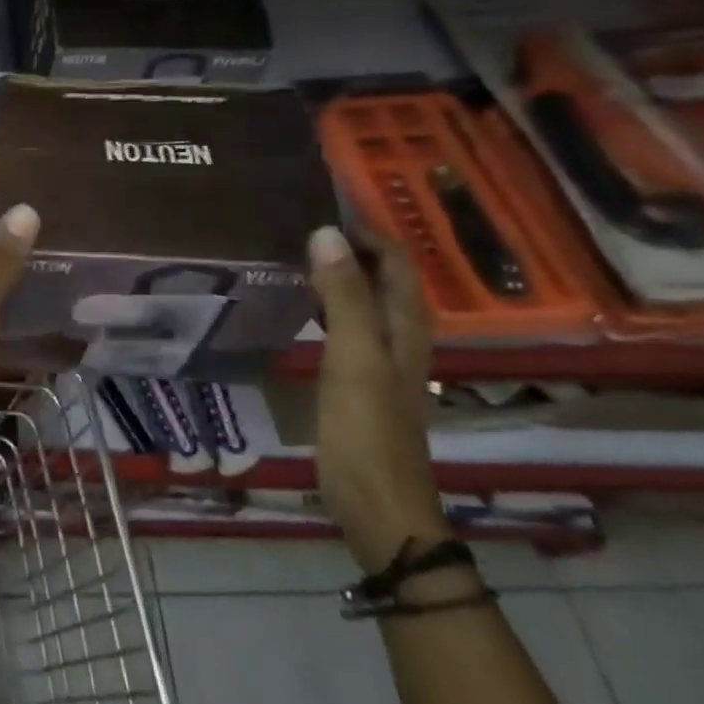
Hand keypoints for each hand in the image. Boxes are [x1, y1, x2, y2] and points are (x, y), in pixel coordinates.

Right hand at [309, 226, 446, 572]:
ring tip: (296, 250)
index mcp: (407, 326)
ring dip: (340, 272)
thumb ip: (343, 296)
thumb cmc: (366, 428)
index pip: (396, 260)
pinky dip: (328, 303)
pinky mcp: (359, 381)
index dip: (369, 228)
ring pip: (366, 301)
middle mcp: (401, 337)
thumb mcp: (353, 357)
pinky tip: (300, 304)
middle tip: (301, 219)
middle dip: (353, 244)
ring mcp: (381, 361)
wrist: (376, 503)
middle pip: (385, 277)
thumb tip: (326, 232)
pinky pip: (347, 326)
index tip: (324, 200)